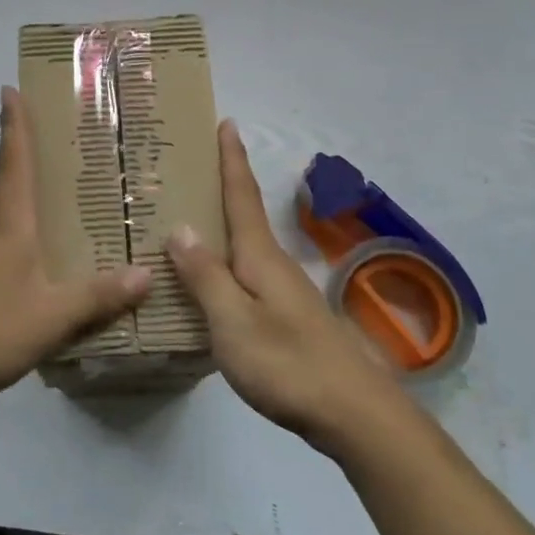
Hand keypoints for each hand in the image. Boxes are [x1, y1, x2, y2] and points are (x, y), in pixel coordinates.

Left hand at [0, 87, 151, 425]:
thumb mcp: (51, 315)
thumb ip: (98, 296)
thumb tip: (148, 272)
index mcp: (10, 222)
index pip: (13, 159)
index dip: (13, 123)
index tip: (9, 87)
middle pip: (10, 175)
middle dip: (25, 145)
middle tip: (57, 126)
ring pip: (9, 206)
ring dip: (28, 183)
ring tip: (65, 179)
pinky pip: (10, 236)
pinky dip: (29, 223)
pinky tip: (49, 244)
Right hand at [167, 121, 402, 453]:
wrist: (353, 413)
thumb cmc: (287, 362)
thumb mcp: (234, 321)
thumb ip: (205, 276)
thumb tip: (181, 227)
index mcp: (259, 256)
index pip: (241, 195)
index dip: (232, 159)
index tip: (226, 122)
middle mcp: (273, 263)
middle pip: (244, 214)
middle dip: (224, 183)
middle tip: (192, 163)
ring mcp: (284, 290)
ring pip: (245, 245)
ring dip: (223, 222)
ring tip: (190, 215)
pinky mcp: (287, 315)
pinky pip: (247, 273)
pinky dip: (226, 260)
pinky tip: (211, 278)